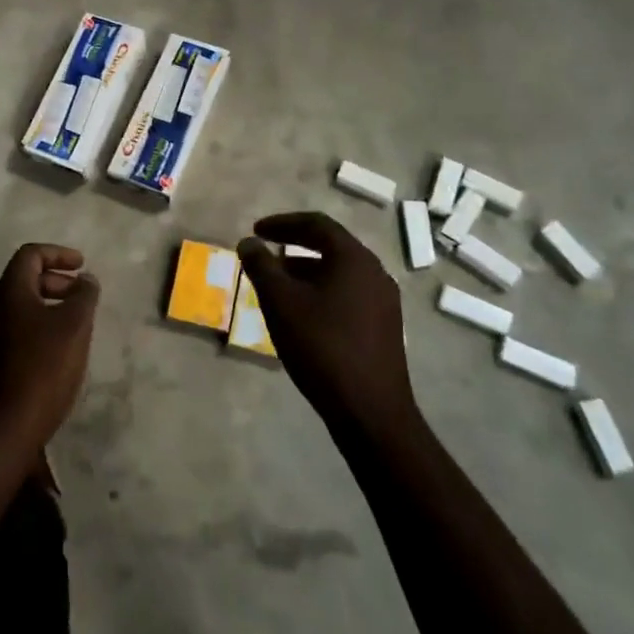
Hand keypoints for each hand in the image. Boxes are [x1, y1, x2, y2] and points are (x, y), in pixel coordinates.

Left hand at [0, 244, 98, 451]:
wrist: (4, 429)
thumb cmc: (43, 368)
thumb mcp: (75, 326)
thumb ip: (84, 295)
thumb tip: (85, 280)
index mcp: (9, 294)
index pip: (30, 255)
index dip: (58, 254)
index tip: (82, 266)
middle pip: (24, 280)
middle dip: (56, 282)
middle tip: (82, 297)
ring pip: (20, 308)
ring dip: (48, 306)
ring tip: (74, 326)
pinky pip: (15, 331)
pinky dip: (38, 328)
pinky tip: (56, 353)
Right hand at [238, 213, 415, 432]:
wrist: (371, 411)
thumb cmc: (322, 347)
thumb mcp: (281, 303)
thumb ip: (261, 266)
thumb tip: (248, 242)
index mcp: (354, 259)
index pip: (317, 224)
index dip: (282, 223)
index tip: (256, 230)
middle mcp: (375, 272)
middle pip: (330, 246)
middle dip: (294, 246)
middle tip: (265, 252)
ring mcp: (384, 301)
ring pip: (339, 272)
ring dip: (306, 271)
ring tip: (277, 285)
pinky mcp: (384, 327)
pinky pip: (348, 294)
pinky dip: (321, 291)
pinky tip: (302, 314)